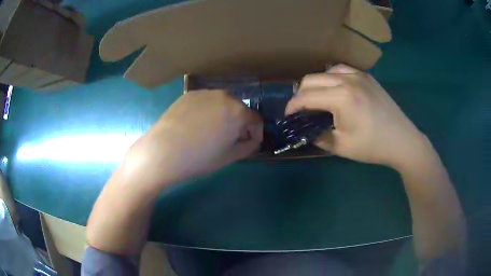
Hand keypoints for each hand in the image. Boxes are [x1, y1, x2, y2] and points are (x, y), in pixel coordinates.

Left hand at [122, 90, 262, 186]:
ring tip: (211, 131)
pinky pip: (206, 102)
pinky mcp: (189, 94)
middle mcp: (224, 96)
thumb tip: (252, 140)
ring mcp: (205, 93)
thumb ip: (248, 146)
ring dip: (223, 115)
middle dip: (239, 123)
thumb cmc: (199, 158)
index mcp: (238, 111)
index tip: (248, 143)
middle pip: (239, 109)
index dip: (255, 133)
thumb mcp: (229, 157)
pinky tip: (195, 125)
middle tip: (229, 138)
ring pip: (222, 103)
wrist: (163, 151)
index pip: (256, 120)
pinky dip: (207, 111)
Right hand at [285, 64, 427, 169]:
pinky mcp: (367, 77)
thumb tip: (306, 131)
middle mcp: (347, 79)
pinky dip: (331, 78)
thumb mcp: (341, 147)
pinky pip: (342, 70)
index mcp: (341, 97)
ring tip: (316, 98)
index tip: (288, 116)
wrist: (402, 140)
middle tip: (300, 110)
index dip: (292, 106)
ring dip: (316, 83)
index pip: (306, 96)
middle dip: (300, 94)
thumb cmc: (373, 146)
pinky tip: (335, 89)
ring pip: (326, 71)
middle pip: (312, 79)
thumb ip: (318, 136)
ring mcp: (359, 75)